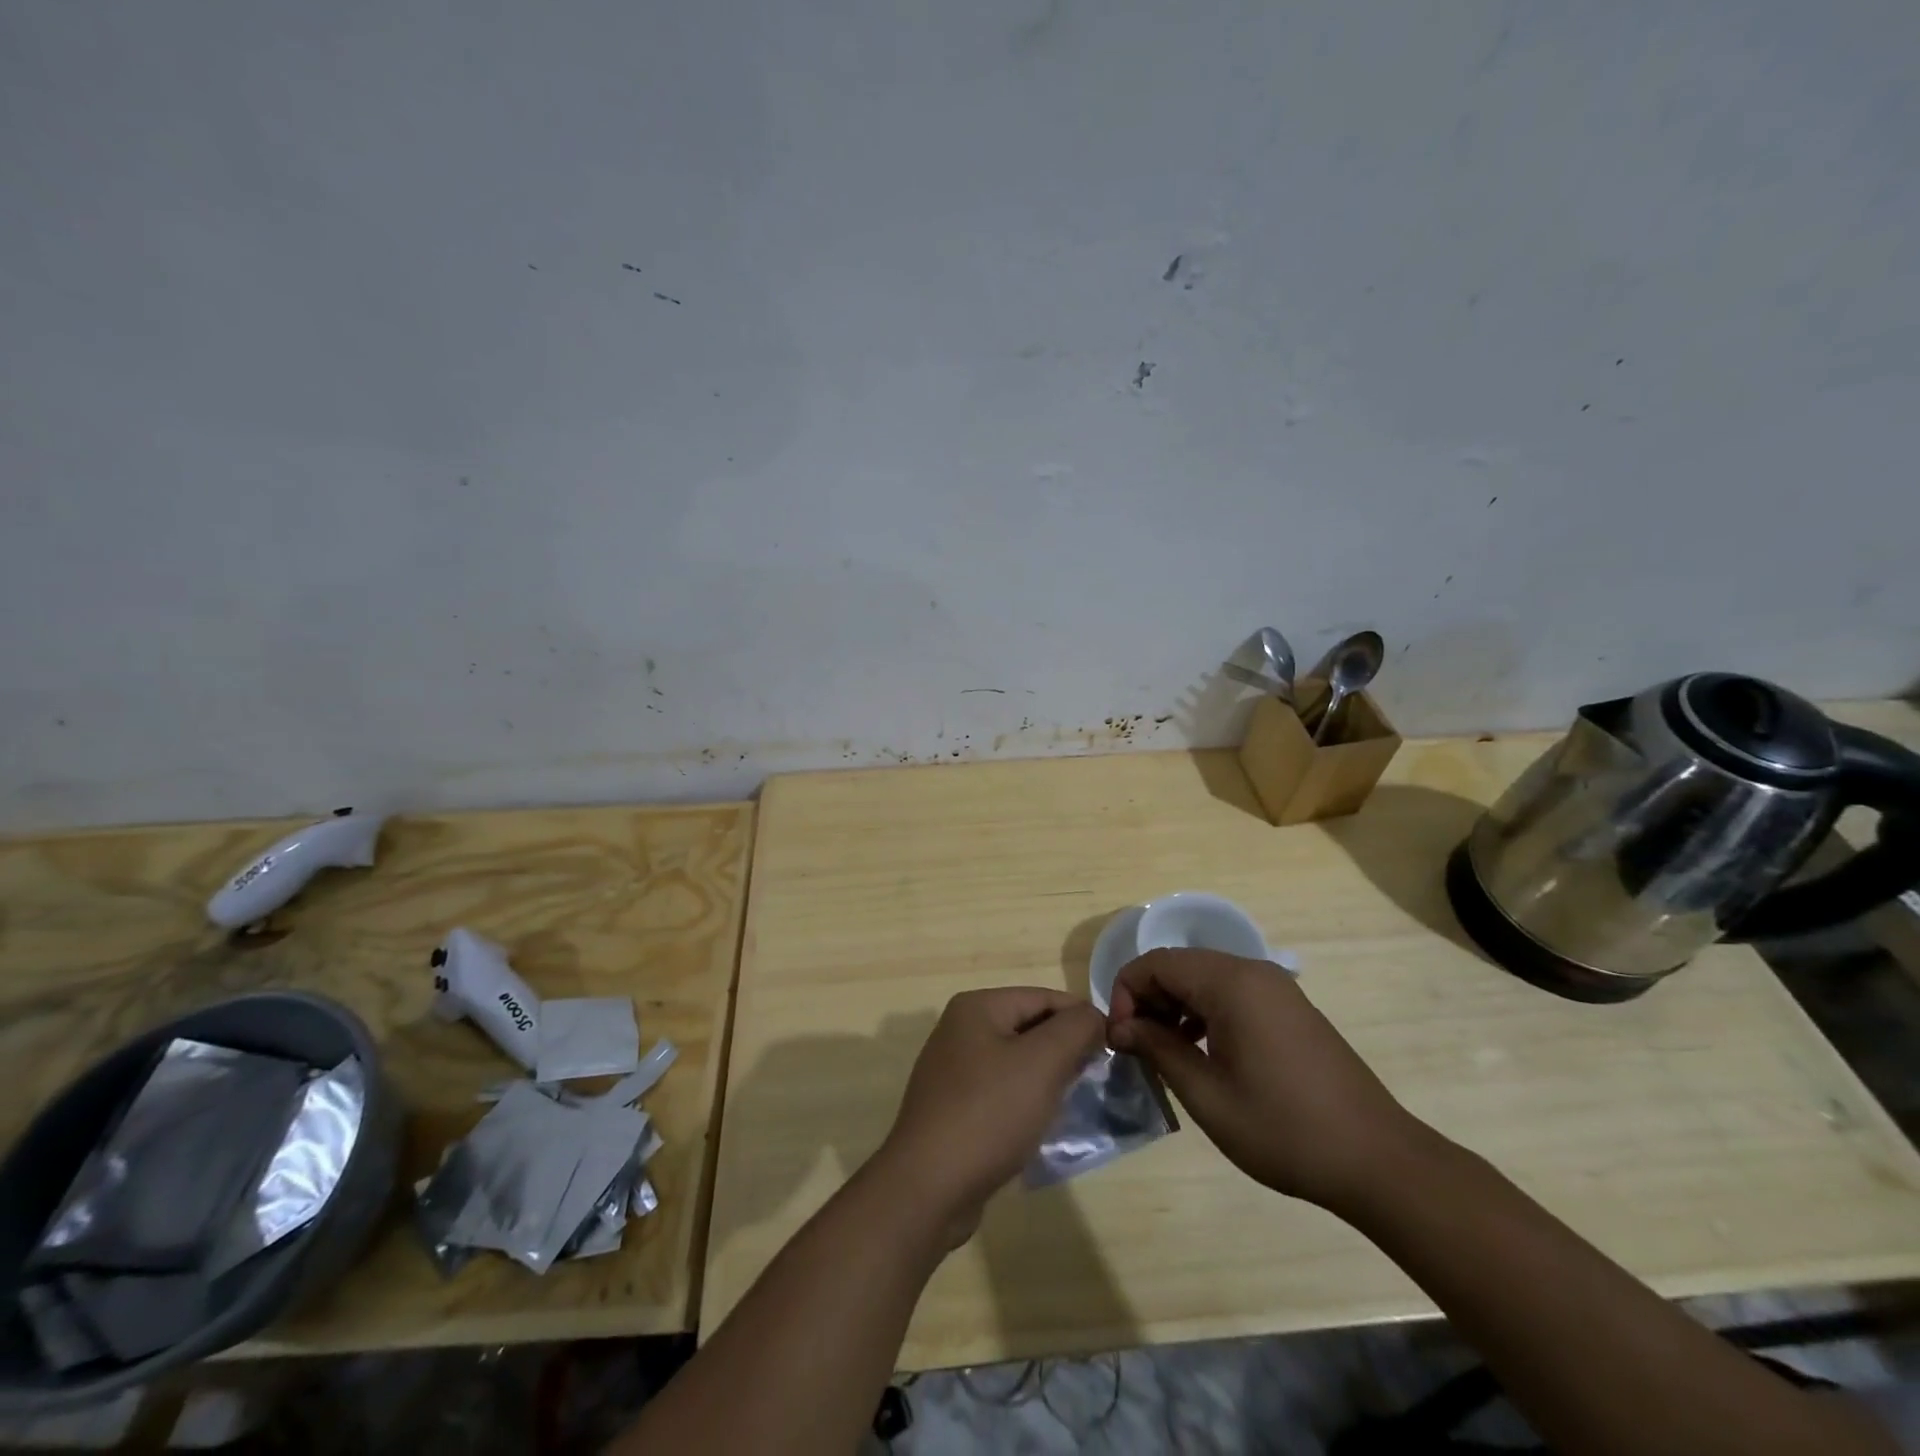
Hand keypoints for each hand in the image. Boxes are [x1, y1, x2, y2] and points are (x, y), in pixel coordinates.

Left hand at [877, 988, 1106, 1244]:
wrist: (929, 1187)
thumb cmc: (989, 1113)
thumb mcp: (1042, 1062)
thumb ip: (1075, 1029)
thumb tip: (1092, 1017)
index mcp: (976, 1008)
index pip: (1043, 997)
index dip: (1081, 1018)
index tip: (1112, 1047)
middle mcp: (960, 1030)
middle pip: (1028, 1027)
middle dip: (1064, 1048)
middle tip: (1097, 1077)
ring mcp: (952, 1071)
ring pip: (1016, 1062)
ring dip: (1047, 1077)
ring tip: (1074, 1101)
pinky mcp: (952, 1108)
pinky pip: (1000, 1092)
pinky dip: (1025, 1102)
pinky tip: (1041, 1125)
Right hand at [1108, 948, 1428, 1212]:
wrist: (1377, 1160)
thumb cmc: (1283, 1129)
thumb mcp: (1208, 1095)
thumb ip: (1158, 1050)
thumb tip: (1121, 1027)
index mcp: (1231, 983)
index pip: (1156, 963)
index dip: (1125, 992)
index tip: (1119, 1038)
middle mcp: (1252, 972)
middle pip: (1179, 966)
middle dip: (1148, 999)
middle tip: (1137, 1048)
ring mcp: (1275, 988)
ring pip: (1204, 979)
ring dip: (1175, 1007)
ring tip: (1166, 1054)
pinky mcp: (1289, 1008)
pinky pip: (1231, 993)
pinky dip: (1205, 1013)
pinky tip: (1203, 1053)